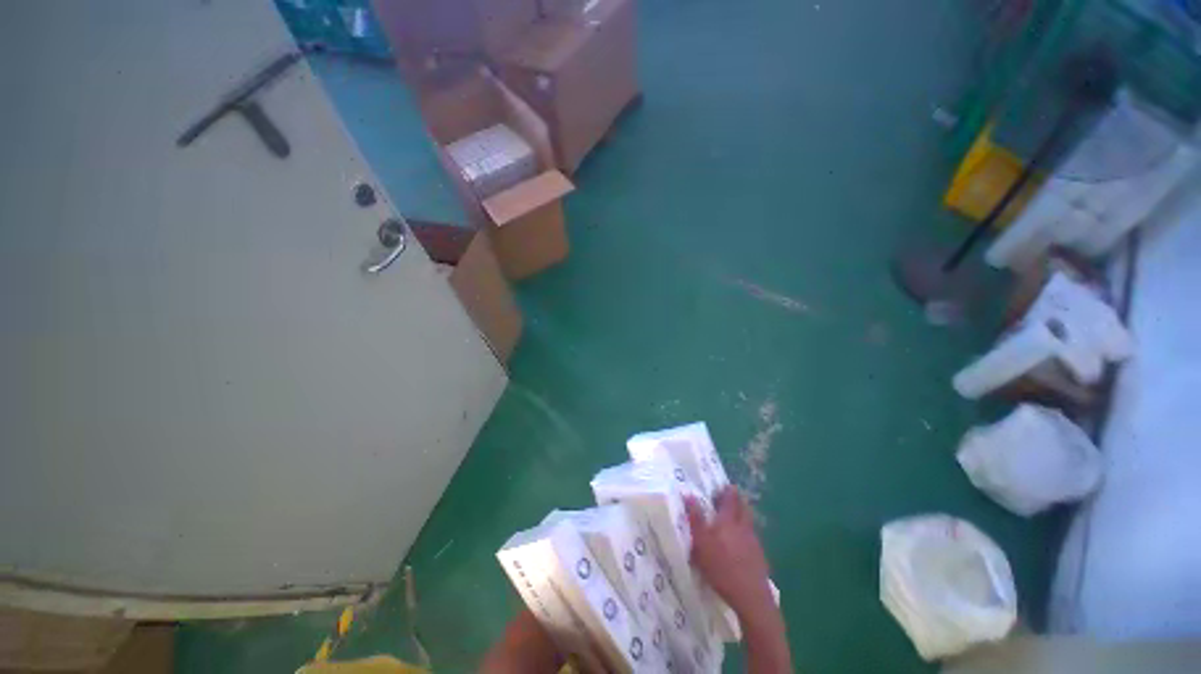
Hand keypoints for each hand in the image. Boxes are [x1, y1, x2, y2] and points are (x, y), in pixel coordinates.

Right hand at [685, 486, 773, 616]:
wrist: (751, 596)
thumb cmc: (721, 567)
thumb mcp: (701, 543)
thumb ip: (695, 519)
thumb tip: (688, 494)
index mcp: (728, 521)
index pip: (730, 499)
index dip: (728, 491)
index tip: (724, 485)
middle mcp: (743, 527)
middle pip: (743, 508)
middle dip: (738, 500)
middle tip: (730, 497)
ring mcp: (754, 542)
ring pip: (749, 522)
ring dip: (743, 515)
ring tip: (734, 518)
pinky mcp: (759, 557)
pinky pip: (752, 537)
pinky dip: (746, 534)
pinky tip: (741, 543)